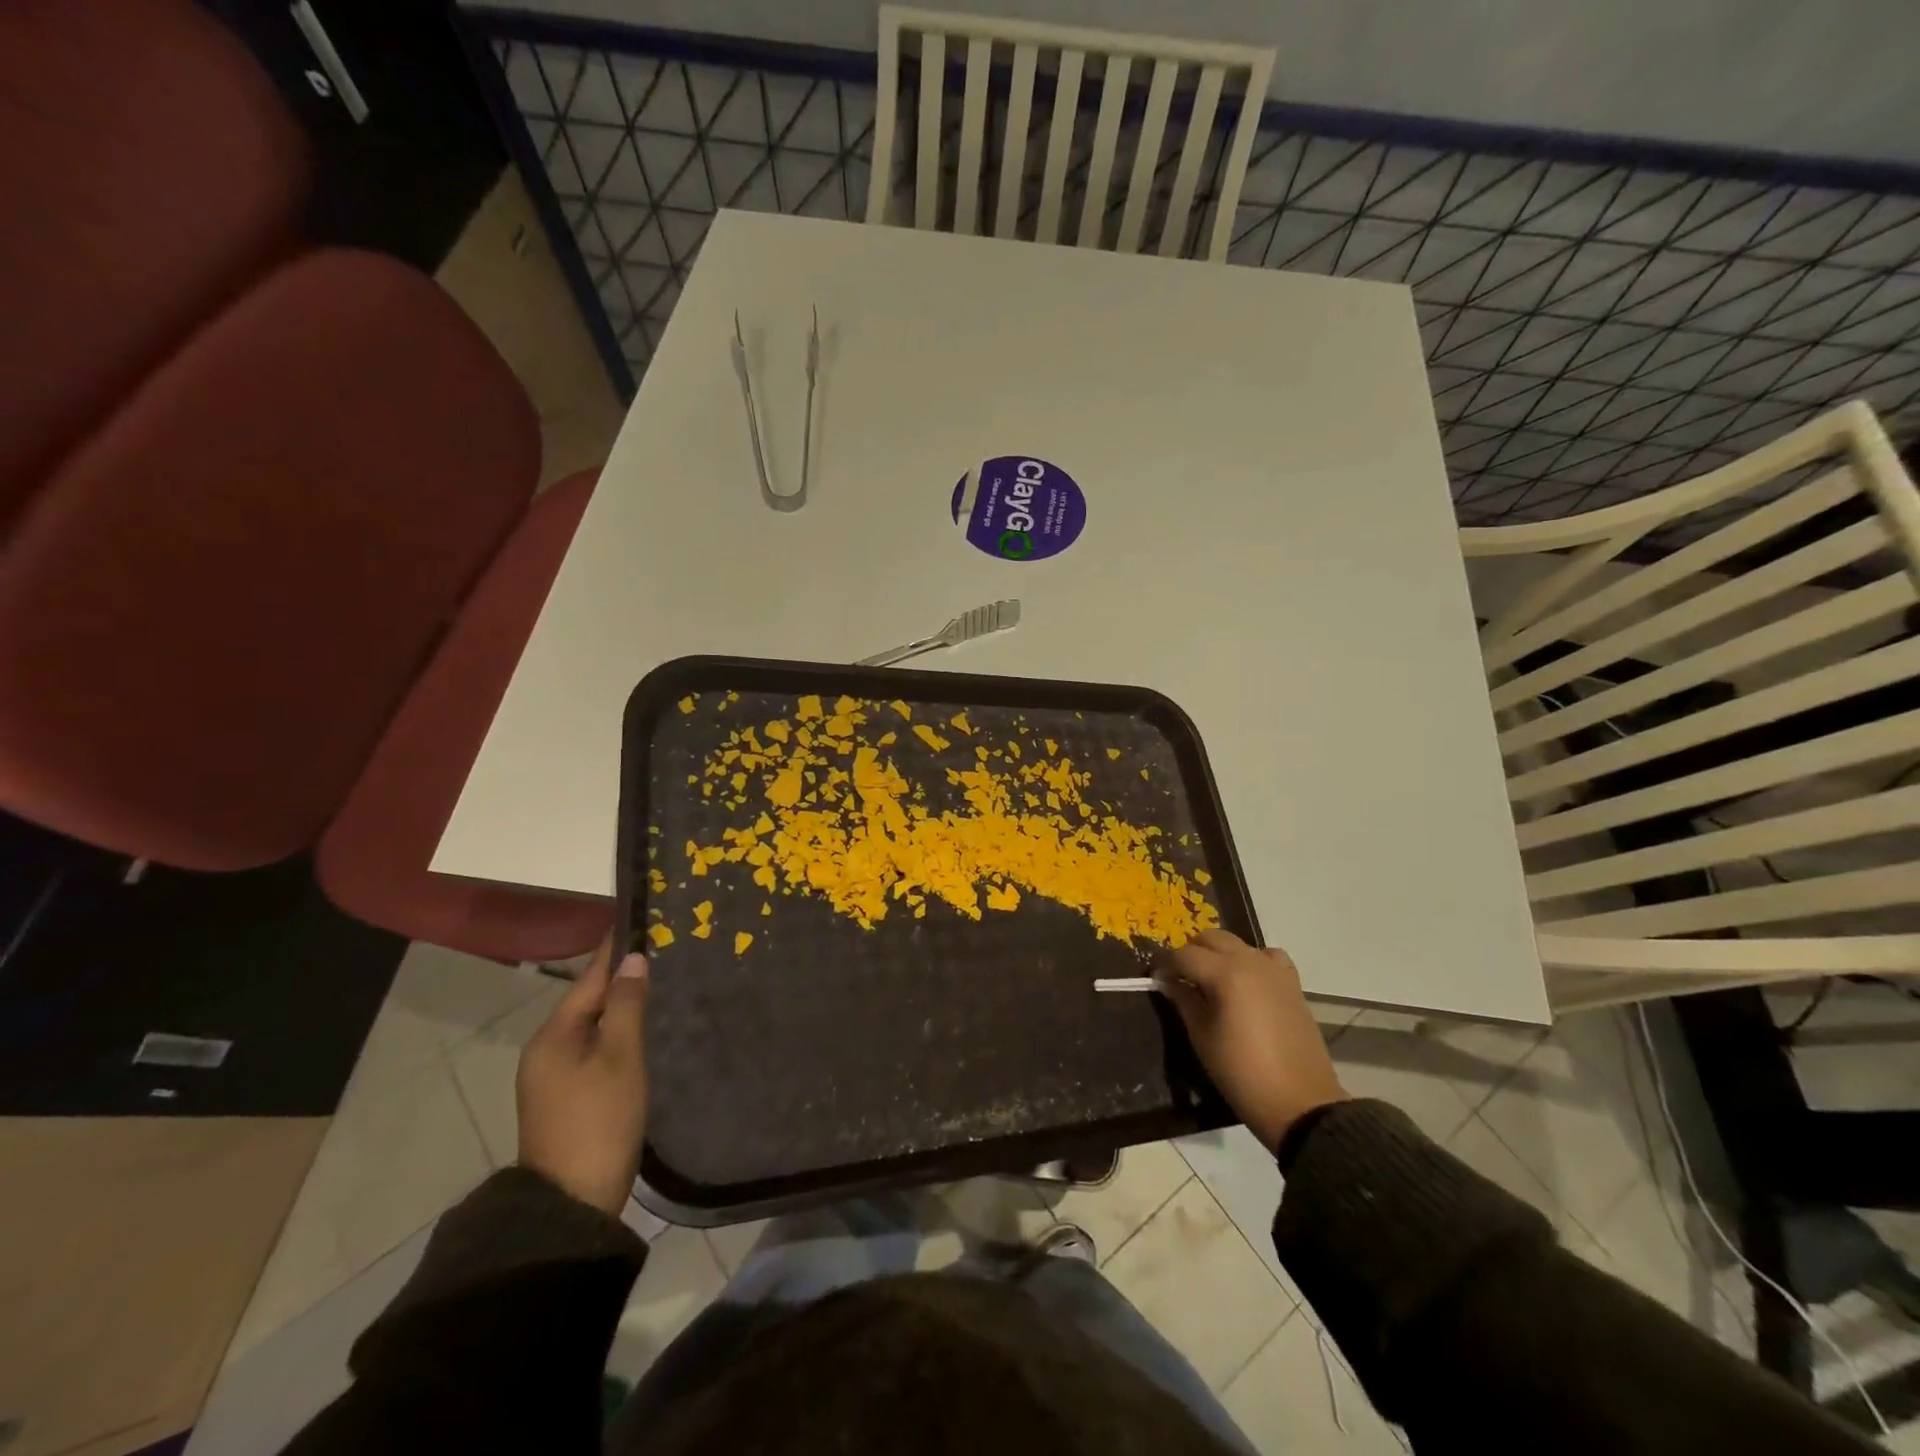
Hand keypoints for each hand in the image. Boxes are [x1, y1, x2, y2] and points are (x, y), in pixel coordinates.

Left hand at [516, 939, 649, 1213]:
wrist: (571, 1202)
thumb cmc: (599, 1120)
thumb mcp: (620, 1058)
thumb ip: (627, 1006)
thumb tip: (632, 960)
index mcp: (553, 1034)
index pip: (589, 977)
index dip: (615, 949)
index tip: (638, 919)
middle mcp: (546, 1048)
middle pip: (588, 999)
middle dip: (621, 975)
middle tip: (661, 948)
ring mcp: (553, 1075)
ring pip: (592, 1024)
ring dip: (621, 1004)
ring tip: (658, 981)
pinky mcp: (566, 1095)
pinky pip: (593, 1047)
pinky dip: (617, 1030)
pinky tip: (642, 1027)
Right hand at [1158, 930, 1347, 1149]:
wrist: (1300, 1103)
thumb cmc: (1241, 1072)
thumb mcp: (1202, 1037)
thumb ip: (1183, 1001)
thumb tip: (1168, 982)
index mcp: (1225, 974)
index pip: (1184, 954)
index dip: (1166, 964)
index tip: (1156, 979)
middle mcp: (1250, 961)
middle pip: (1211, 938)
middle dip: (1191, 952)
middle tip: (1181, 977)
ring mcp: (1274, 970)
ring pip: (1237, 943)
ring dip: (1219, 953)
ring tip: (1211, 979)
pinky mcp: (1292, 983)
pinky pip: (1266, 956)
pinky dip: (1251, 960)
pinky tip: (1247, 982)